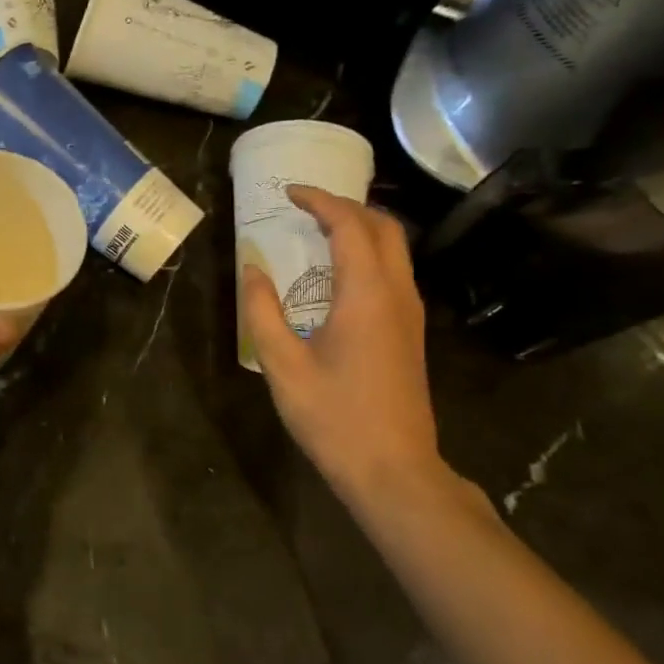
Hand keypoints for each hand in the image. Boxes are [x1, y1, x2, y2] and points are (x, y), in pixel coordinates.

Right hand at [240, 186, 448, 507]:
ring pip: (395, 249)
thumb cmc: (334, 417)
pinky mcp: (410, 333)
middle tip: (306, 208)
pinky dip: (368, 254)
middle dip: (346, 207)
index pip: (350, 226)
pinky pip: (394, 272)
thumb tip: (253, 269)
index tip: (289, 193)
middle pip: (384, 228)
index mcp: (367, 294)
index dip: (320, 201)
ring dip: (361, 229)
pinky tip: (338, 273)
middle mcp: (397, 294)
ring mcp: (410, 314)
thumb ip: (263, 310)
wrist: (393, 470)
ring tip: (319, 231)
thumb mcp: (283, 364)